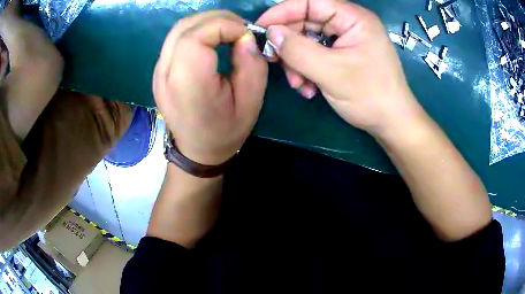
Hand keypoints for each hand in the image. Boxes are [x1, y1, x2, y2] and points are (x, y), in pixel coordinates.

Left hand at [154, 11, 267, 165]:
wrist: (197, 151)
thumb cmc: (225, 131)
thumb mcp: (251, 102)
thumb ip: (252, 64)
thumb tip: (245, 36)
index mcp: (187, 84)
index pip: (196, 36)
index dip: (224, 26)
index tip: (246, 35)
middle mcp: (166, 74)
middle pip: (185, 27)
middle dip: (217, 19)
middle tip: (240, 29)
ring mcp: (158, 71)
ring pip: (179, 29)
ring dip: (207, 22)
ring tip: (228, 31)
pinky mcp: (159, 70)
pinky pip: (176, 39)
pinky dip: (197, 30)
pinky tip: (212, 39)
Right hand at [257, 0, 419, 134]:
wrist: (391, 123)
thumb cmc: (370, 96)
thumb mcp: (332, 72)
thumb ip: (298, 50)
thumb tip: (271, 32)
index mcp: (354, 18)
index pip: (311, 2)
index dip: (283, 12)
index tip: (262, 28)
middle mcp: (350, 24)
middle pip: (307, 23)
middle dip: (290, 45)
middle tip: (275, 62)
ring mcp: (346, 40)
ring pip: (308, 41)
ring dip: (297, 62)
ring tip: (299, 84)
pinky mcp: (343, 55)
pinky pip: (316, 55)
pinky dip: (307, 70)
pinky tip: (308, 88)